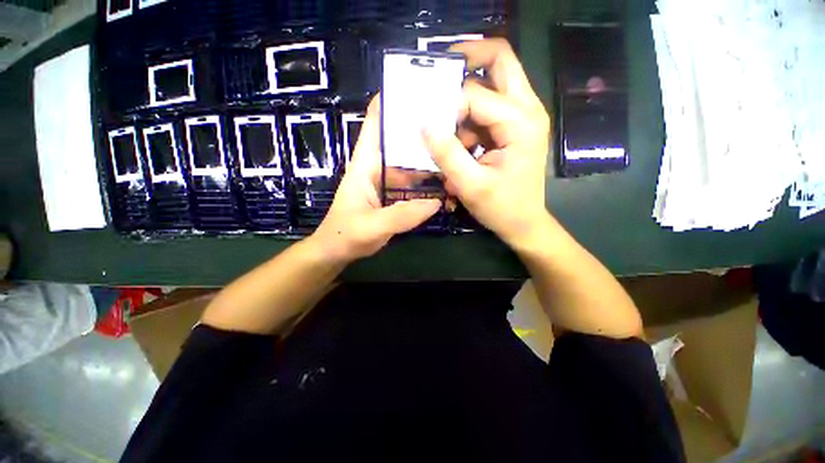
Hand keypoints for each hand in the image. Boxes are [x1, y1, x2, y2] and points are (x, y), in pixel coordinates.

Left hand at [311, 96, 441, 262]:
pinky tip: (447, 183)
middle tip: (454, 122)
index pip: (375, 123)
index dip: (391, 101)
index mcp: (365, 164)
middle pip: (402, 142)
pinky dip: (430, 184)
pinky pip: (416, 185)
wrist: (338, 252)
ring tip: (458, 150)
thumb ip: (401, 216)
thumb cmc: (345, 234)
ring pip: (413, 164)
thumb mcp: (371, 226)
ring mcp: (389, 182)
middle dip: (423, 131)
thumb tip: (436, 203)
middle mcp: (379, 167)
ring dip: (431, 159)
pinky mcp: (396, 196)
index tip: (417, 89)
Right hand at [424, 39, 550, 248]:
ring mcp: (523, 116)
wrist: (524, 223)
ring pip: (491, 83)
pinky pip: (488, 108)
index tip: (428, 124)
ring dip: (464, 103)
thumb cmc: (502, 208)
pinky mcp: (515, 127)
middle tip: (437, 75)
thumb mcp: (470, 185)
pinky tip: (461, 149)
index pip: (474, 94)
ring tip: (450, 137)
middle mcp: (527, 109)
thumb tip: (423, 123)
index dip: (447, 107)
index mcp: (520, 122)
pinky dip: (469, 122)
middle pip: (499, 59)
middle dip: (466, 58)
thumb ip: (447, 153)